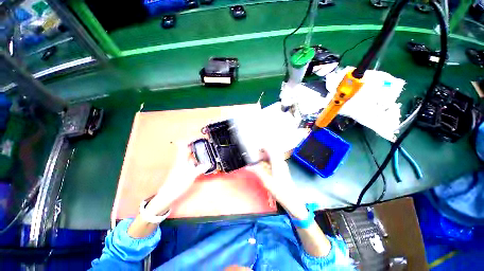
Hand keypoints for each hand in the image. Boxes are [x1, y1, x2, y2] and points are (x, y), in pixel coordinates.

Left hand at [145, 143, 209, 215]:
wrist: (168, 194)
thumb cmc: (178, 184)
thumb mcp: (191, 176)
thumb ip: (200, 169)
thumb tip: (208, 164)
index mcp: (181, 159)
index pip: (183, 145)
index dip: (189, 139)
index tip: (198, 138)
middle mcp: (180, 160)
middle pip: (186, 149)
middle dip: (195, 145)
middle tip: (204, 145)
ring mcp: (180, 165)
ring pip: (188, 155)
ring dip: (195, 153)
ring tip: (204, 153)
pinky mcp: (181, 169)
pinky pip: (189, 161)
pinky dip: (195, 159)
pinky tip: (200, 163)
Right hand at [247, 149, 308, 219]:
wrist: (292, 200)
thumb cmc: (280, 190)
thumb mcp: (266, 181)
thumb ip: (257, 171)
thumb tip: (248, 166)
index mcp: (277, 162)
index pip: (269, 149)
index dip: (262, 148)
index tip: (255, 151)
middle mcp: (281, 162)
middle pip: (270, 152)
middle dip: (262, 154)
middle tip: (255, 159)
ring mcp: (282, 165)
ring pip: (272, 157)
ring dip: (264, 159)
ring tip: (258, 164)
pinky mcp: (283, 169)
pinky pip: (274, 162)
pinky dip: (268, 163)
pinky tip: (264, 170)